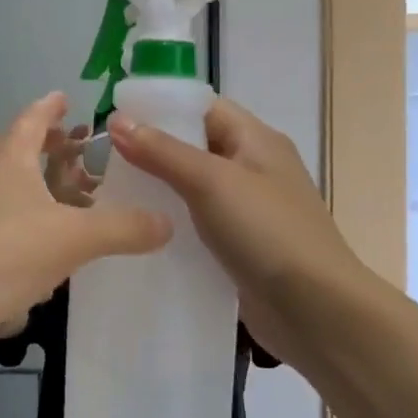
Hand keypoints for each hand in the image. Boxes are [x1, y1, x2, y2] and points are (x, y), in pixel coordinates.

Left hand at [0, 93, 171, 346]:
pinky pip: (7, 231)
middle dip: (54, 153)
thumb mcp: (73, 238)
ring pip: (15, 195)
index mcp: (8, 160)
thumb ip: (123, 228)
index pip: (31, 119)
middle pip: (22, 155)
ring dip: (45, 195)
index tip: (66, 98)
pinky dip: (33, 232)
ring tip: (81, 204)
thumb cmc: (2, 254)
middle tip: (86, 154)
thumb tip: (168, 223)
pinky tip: (55, 257)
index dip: (50, 108)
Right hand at [107, 98, 361, 362]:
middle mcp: (252, 168)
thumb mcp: (211, 182)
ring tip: (110, 194)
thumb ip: (162, 151)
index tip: (113, 119)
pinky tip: (138, 231)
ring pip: (192, 189)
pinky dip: (170, 224)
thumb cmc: (267, 232)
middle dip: (151, 150)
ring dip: (157, 190)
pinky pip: (197, 225)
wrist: (315, 309)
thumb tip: (117, 120)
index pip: (202, 108)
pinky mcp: (238, 246)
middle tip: (102, 161)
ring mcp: (247, 210)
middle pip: (194, 147)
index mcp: (255, 140)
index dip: (160, 108)